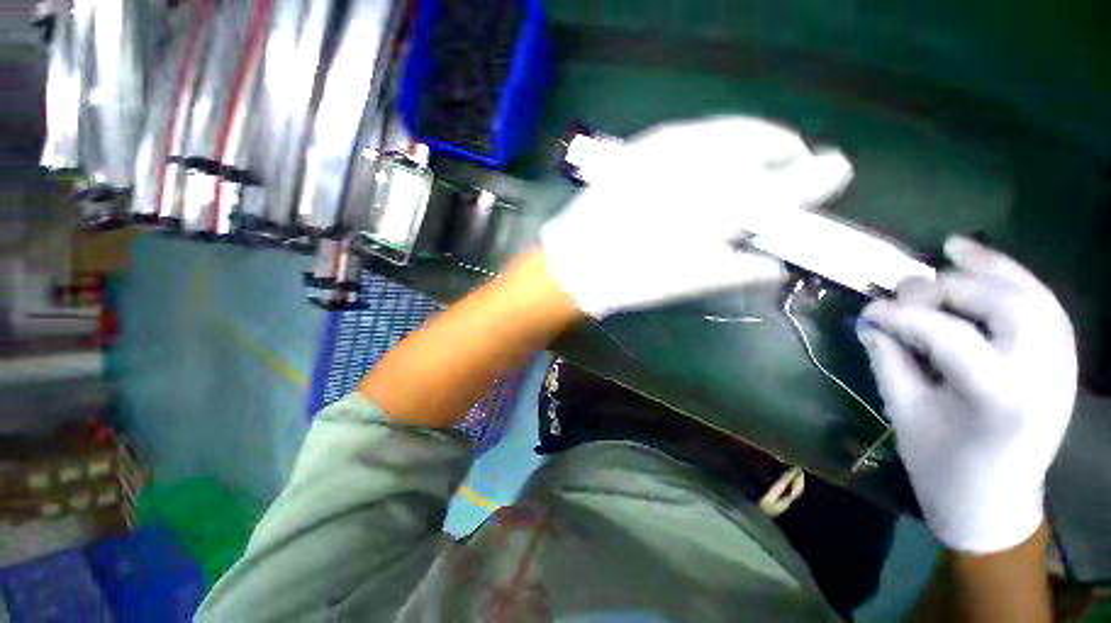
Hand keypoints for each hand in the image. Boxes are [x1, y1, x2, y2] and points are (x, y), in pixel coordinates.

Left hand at [541, 116, 853, 317]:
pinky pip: (691, 132)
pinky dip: (713, 137)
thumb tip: (775, 263)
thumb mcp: (691, 282)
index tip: (836, 170)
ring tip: (760, 152)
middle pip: (762, 144)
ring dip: (753, 139)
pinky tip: (713, 150)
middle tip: (793, 161)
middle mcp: (699, 169)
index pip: (787, 185)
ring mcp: (666, 152)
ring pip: (728, 130)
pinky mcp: (641, 148)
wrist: (577, 262)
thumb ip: (740, 269)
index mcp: (717, 210)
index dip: (819, 176)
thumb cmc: (633, 278)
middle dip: (784, 150)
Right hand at [858, 237, 1076, 553]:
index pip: (948, 334)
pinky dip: (1015, 277)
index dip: (902, 316)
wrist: (995, 501)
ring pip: (1031, 294)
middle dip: (948, 288)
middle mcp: (1040, 373)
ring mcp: (1060, 364)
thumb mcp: (905, 412)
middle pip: (1001, 304)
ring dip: (989, 269)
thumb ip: (889, 358)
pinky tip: (985, 262)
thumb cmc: (942, 465)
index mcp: (998, 397)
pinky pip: (1043, 304)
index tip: (868, 311)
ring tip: (951, 250)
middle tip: (907, 291)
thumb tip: (871, 320)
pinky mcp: (1061, 359)